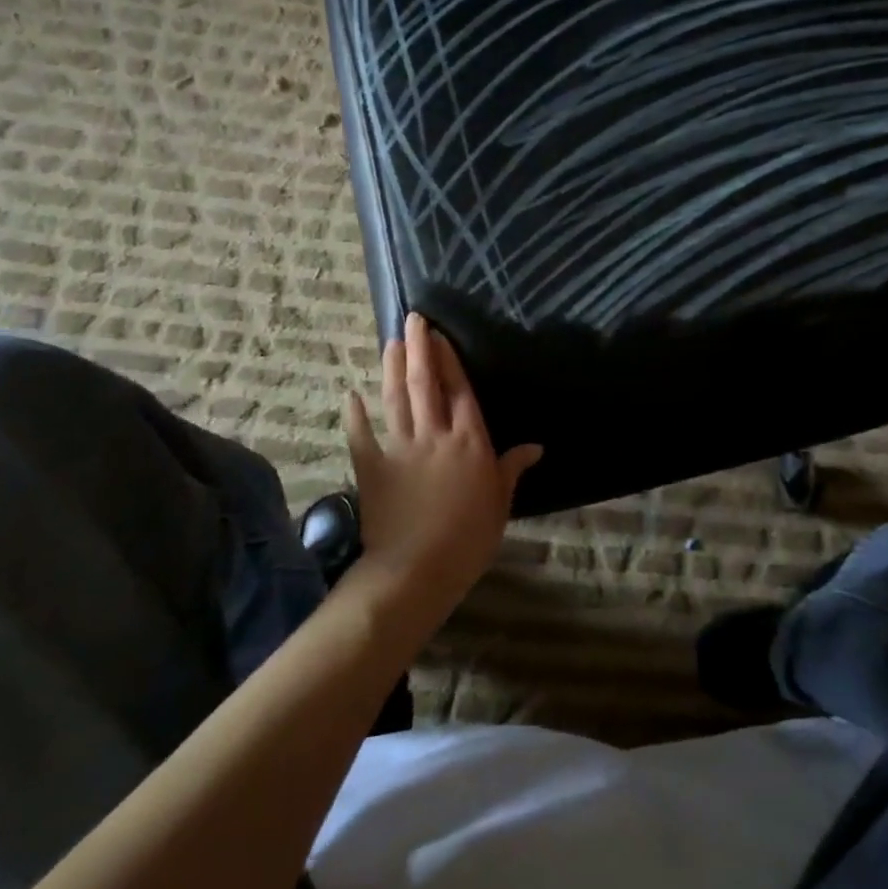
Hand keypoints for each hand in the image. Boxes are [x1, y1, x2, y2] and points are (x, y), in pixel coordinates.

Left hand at [344, 312, 540, 614]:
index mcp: (469, 440)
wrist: (418, 568)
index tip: (439, 335)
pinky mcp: (373, 468)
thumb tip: (535, 446)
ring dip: (392, 369)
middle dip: (419, 348)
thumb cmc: (469, 537)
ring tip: (391, 342)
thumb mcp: (500, 502)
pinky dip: (356, 415)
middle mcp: (435, 435)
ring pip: (396, 400)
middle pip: (426, 383)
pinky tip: (351, 394)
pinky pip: (362, 436)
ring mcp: (401, 449)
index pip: (459, 390)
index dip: (449, 360)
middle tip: (412, 319)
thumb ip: (511, 468)